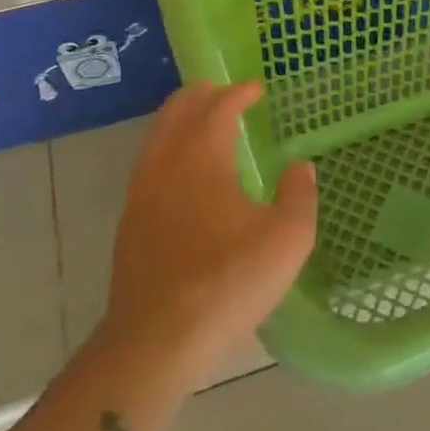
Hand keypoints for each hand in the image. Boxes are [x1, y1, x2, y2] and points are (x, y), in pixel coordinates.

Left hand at [102, 82, 316, 388]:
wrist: (156, 340)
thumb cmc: (228, 282)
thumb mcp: (287, 239)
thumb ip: (299, 194)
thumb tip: (301, 167)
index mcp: (203, 156)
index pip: (219, 106)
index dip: (239, 93)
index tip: (256, 90)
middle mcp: (166, 162)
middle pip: (179, 110)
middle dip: (204, 95)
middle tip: (228, 95)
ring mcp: (141, 191)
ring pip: (158, 135)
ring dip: (182, 119)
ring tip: (205, 126)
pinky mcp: (129, 221)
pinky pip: (148, 163)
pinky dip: (168, 148)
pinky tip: (182, 174)